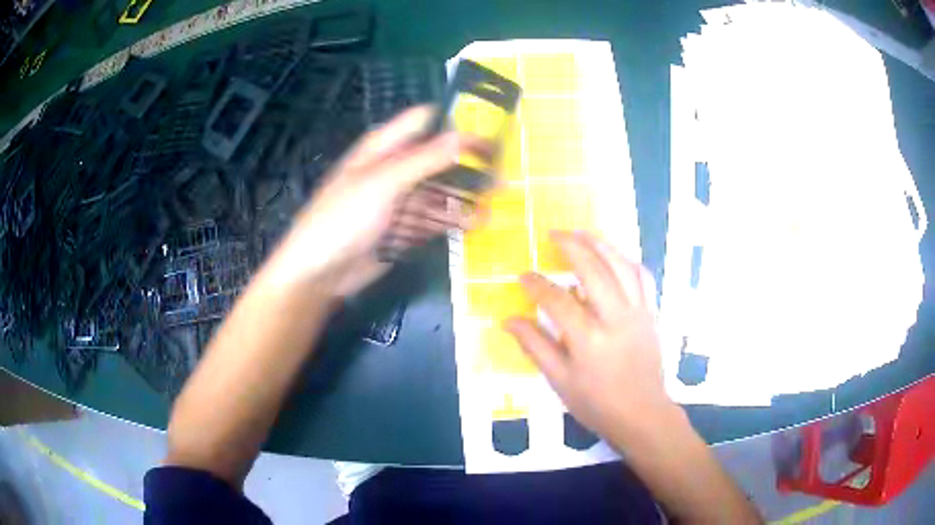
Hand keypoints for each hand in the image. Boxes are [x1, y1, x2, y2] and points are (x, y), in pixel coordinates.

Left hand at [275, 106, 488, 296]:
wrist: (320, 272)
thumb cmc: (343, 218)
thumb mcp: (383, 182)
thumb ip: (425, 159)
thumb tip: (466, 135)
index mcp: (383, 147)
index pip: (425, 123)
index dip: (456, 123)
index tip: (490, 133)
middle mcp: (395, 169)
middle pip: (438, 158)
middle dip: (469, 163)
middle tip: (503, 172)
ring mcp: (401, 200)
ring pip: (440, 190)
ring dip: (465, 195)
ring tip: (497, 200)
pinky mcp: (404, 228)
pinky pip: (434, 219)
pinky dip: (454, 220)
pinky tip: (477, 223)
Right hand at [505, 231, 677, 448]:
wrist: (642, 414)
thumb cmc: (597, 403)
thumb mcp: (560, 381)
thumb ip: (535, 347)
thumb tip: (508, 320)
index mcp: (589, 340)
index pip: (557, 301)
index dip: (537, 285)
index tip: (523, 276)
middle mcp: (616, 318)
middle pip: (594, 270)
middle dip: (572, 247)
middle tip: (553, 235)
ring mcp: (638, 313)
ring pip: (621, 266)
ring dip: (601, 244)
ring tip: (582, 233)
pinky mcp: (651, 313)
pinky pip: (643, 278)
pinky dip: (628, 261)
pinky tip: (616, 255)